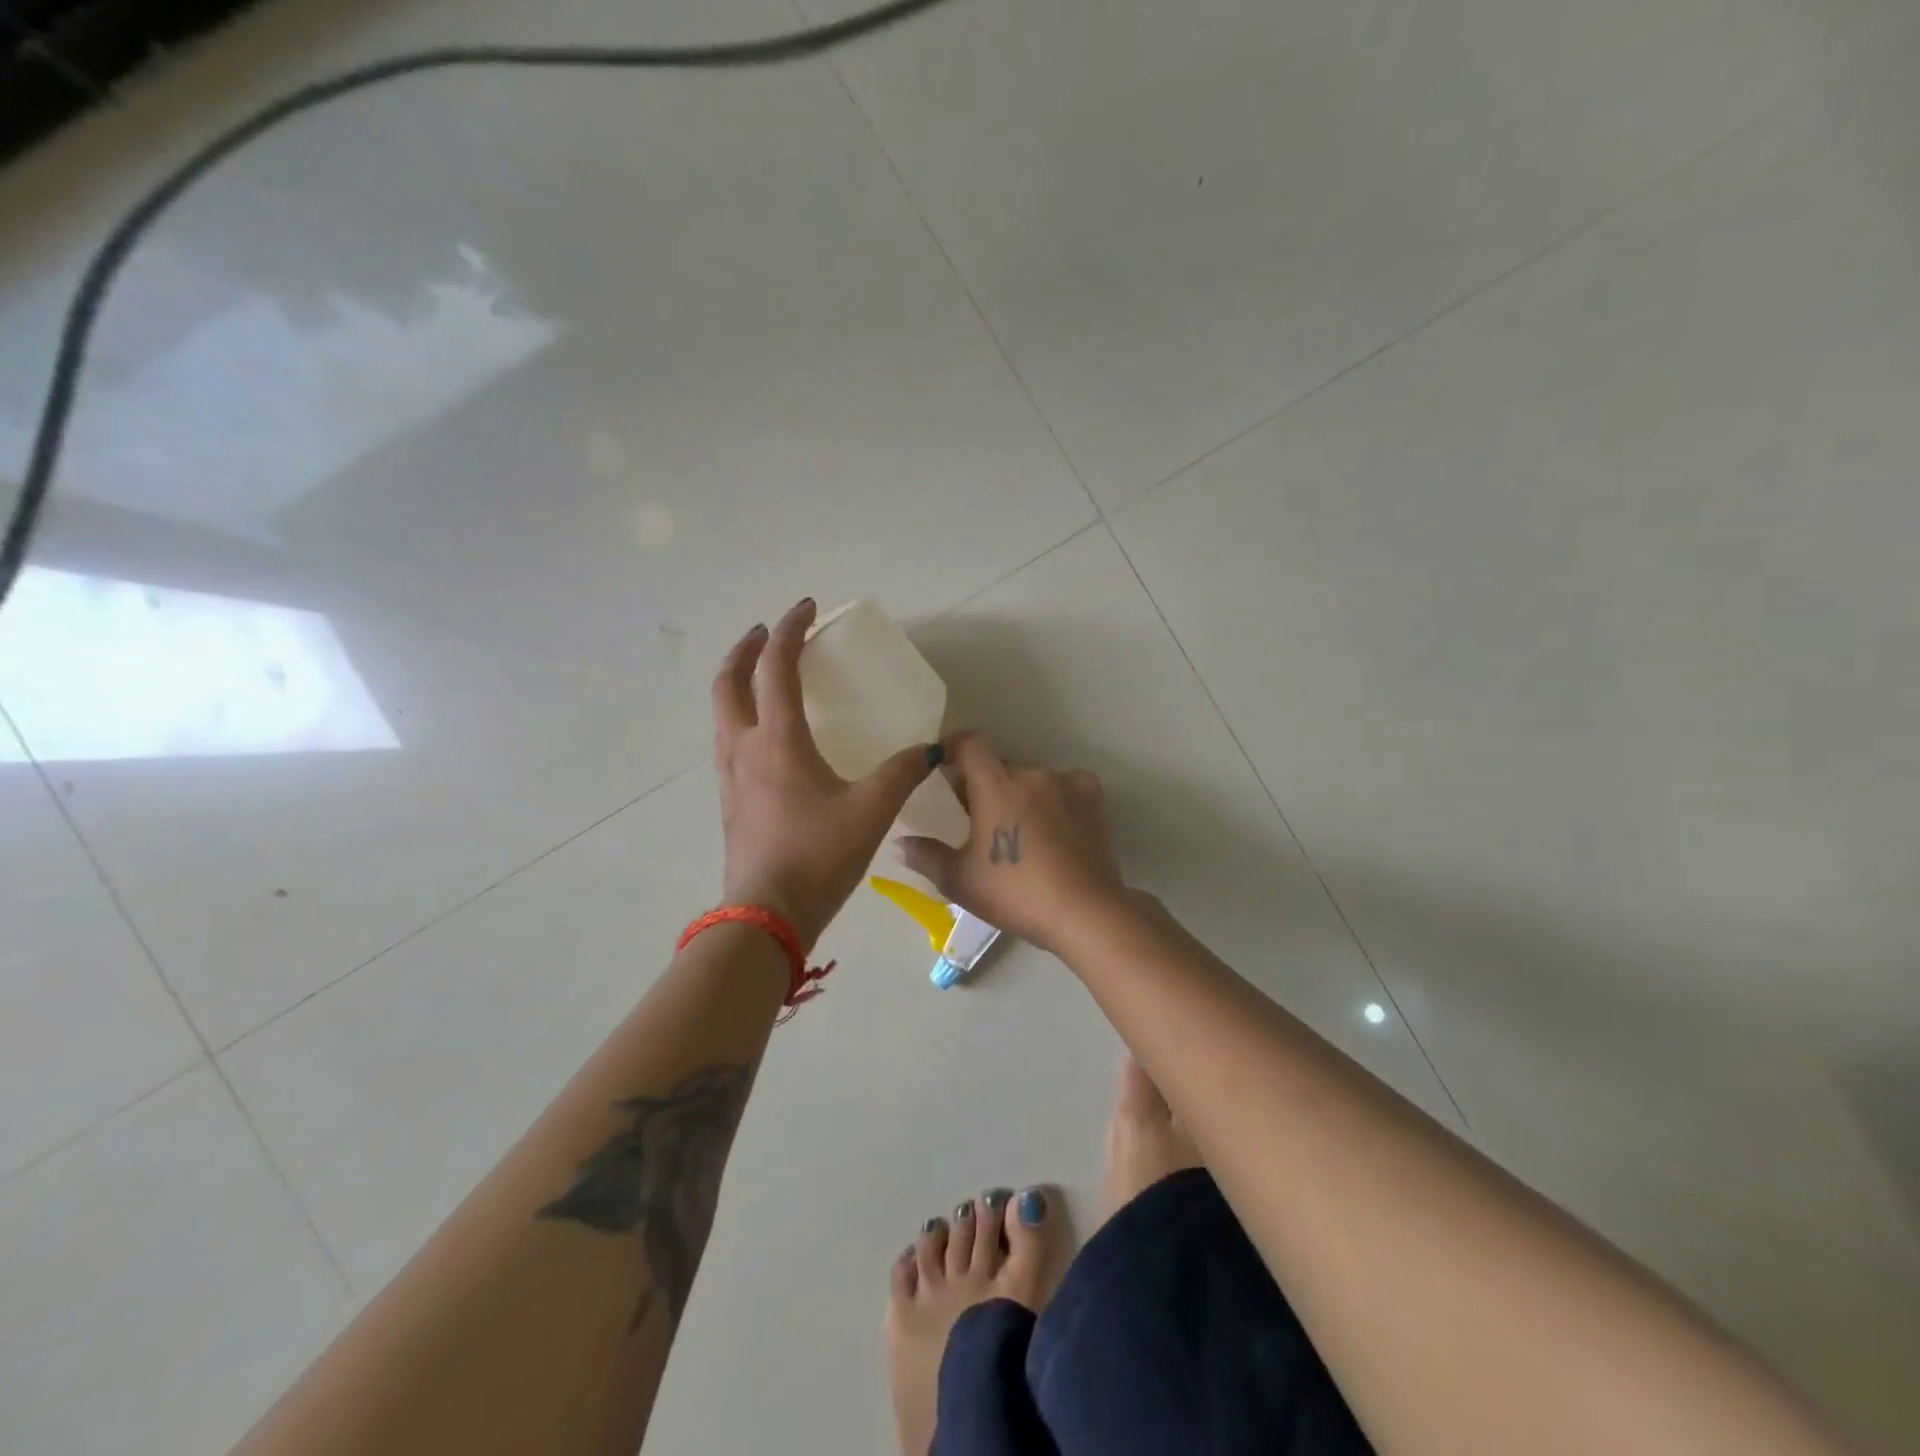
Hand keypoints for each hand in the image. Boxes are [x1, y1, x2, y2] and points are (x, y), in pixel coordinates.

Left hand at [711, 599, 936, 949]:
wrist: (767, 917)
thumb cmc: (818, 856)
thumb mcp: (872, 811)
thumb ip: (902, 773)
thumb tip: (930, 750)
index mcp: (778, 741)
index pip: (776, 667)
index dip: (790, 631)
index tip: (806, 608)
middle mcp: (745, 748)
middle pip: (729, 682)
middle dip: (747, 649)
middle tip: (769, 633)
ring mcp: (730, 775)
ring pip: (721, 711)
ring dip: (737, 681)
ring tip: (763, 674)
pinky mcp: (729, 800)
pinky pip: (727, 740)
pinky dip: (740, 716)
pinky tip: (765, 735)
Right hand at [895, 733, 1127, 954]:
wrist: (1084, 912)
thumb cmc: (1015, 893)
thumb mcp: (960, 881)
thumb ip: (926, 856)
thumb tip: (900, 843)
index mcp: (996, 784)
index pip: (970, 744)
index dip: (953, 748)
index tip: (942, 765)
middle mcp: (1032, 773)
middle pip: (1000, 766)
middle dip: (984, 784)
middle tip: (977, 818)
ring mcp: (1067, 783)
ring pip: (1032, 779)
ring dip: (1020, 794)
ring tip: (1019, 831)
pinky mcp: (1093, 799)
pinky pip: (1065, 788)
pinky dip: (1054, 801)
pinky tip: (1054, 830)